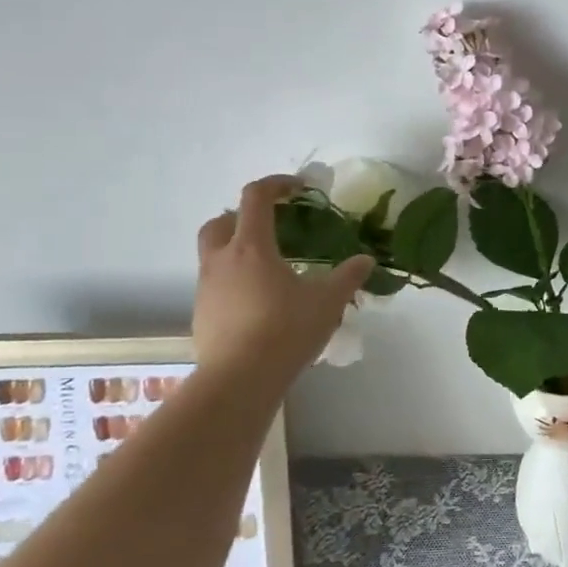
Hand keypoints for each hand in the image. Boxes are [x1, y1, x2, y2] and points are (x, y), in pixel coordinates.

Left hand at [192, 176, 374, 385]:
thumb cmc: (285, 331)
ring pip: (213, 254)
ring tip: (268, 268)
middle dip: (243, 215)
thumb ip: (348, 276)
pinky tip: (257, 302)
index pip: (256, 197)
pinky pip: (215, 284)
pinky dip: (233, 281)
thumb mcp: (327, 302)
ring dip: (236, 249)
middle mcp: (222, 260)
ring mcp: (207, 289)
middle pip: (221, 221)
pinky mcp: (201, 315)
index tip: (299, 188)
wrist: (239, 382)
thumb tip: (366, 260)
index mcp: (251, 247)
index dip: (277, 184)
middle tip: (271, 226)